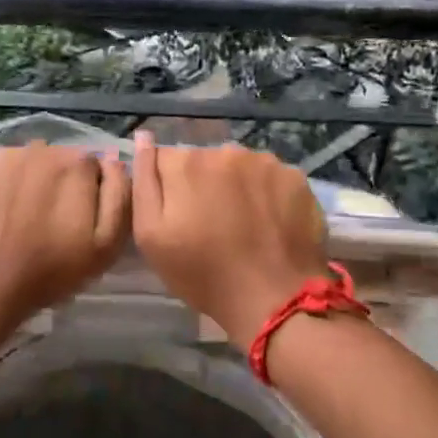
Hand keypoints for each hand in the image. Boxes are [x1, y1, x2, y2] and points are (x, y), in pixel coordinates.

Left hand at [0, 143, 129, 326]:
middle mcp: (39, 148)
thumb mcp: (105, 245)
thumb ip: (119, 196)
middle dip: (56, 185)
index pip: (91, 167)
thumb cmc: (49, 270)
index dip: (87, 193)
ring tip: (15, 220)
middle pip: (56, 161)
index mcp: (76, 163)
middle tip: (45, 222)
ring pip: (23, 164)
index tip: (76, 220)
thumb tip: (114, 160)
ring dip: (25, 183)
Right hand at [131, 132, 329, 347]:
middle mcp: (225, 151)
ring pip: (237, 168)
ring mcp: (264, 162)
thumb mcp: (150, 235)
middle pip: (203, 161)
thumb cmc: (203, 273)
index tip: (178, 216)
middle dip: (202, 185)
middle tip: (210, 225)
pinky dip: (265, 194)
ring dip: (234, 187)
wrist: (274, 300)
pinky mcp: (295, 177)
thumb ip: (142, 181)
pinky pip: (269, 178)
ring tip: (242, 225)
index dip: (168, 188)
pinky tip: (268, 222)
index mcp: (186, 163)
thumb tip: (142, 138)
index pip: (165, 160)